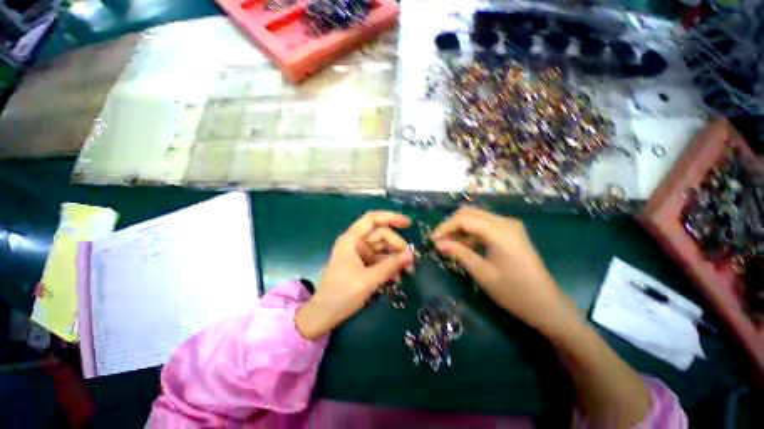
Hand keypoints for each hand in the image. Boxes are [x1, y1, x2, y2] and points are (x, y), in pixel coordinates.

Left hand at [296, 211, 414, 339]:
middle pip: (381, 235)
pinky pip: (379, 259)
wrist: (324, 314)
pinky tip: (397, 276)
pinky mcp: (362, 264)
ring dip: (395, 257)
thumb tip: (410, 255)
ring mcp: (359, 253)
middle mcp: (355, 242)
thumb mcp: (368, 280)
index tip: (408, 224)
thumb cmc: (342, 294)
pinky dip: (389, 265)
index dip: (390, 217)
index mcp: (352, 240)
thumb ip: (390, 266)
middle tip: (411, 261)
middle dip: (397, 245)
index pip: (372, 219)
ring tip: (407, 271)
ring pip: (382, 247)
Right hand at [432, 207, 575, 331]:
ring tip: (449, 245)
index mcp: (499, 231)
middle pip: (470, 213)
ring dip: (461, 228)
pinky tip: (465, 246)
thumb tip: (438, 243)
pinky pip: (486, 226)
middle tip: (440, 241)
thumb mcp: (482, 273)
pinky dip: (472, 233)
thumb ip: (458, 253)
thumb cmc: (514, 292)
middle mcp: (505, 222)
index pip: (464, 219)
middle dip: (451, 225)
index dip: (445, 227)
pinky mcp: (511, 233)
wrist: (547, 305)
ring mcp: (510, 226)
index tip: (432, 240)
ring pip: (477, 218)